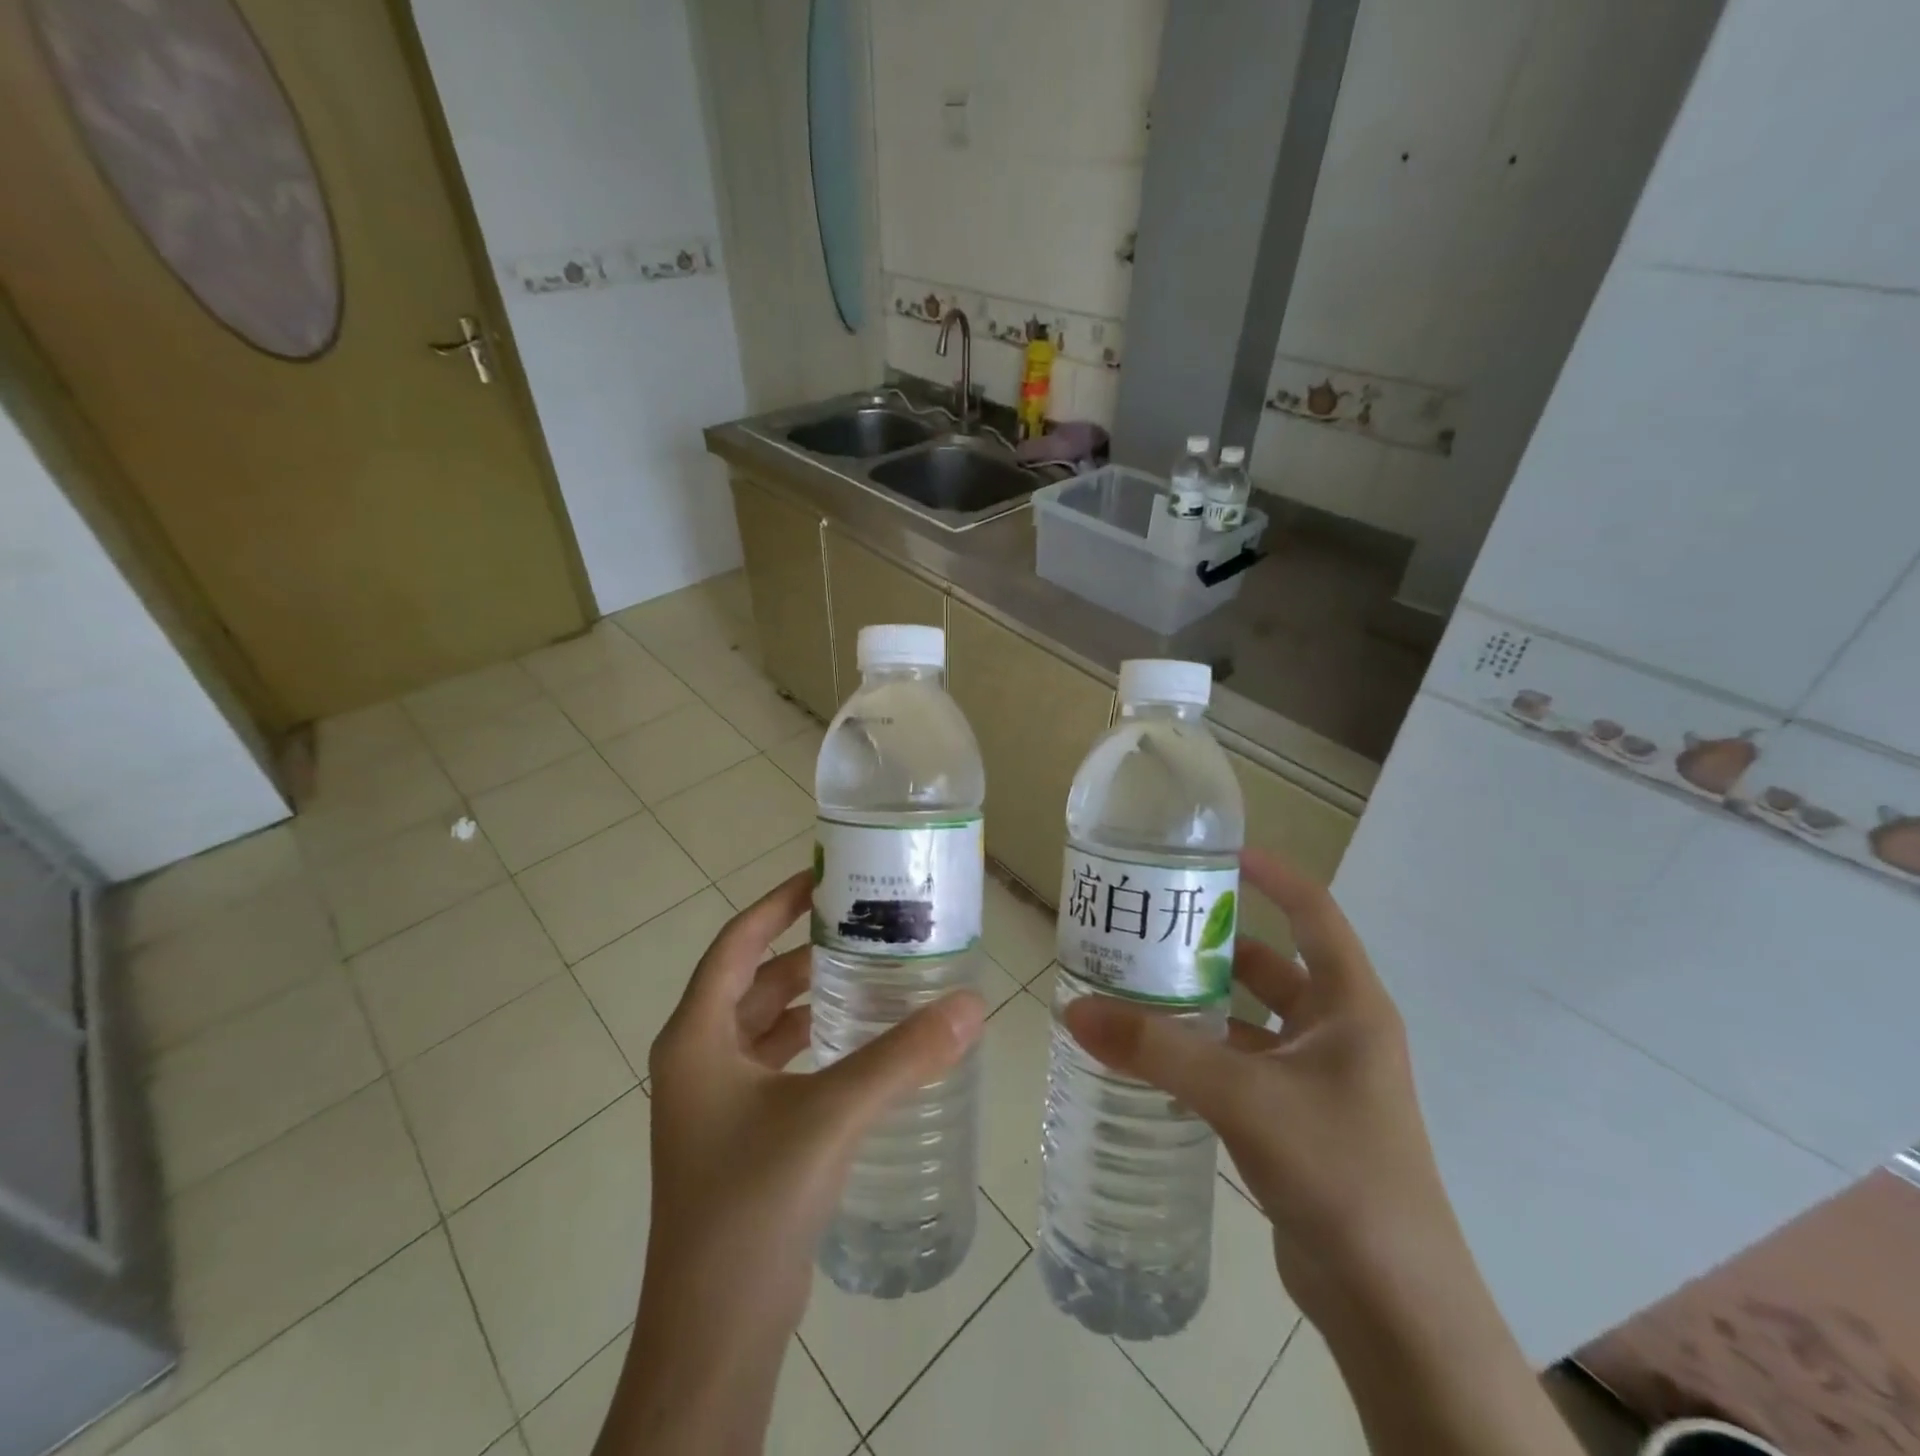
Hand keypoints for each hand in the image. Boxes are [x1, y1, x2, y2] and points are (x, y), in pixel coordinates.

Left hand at [600, 871, 984, 1454]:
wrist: (715, 1333)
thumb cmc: (753, 1204)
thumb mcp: (831, 1116)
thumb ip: (903, 1057)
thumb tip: (970, 1004)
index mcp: (696, 1036)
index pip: (737, 942)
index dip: (778, 903)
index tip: (825, 876)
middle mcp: (699, 1058)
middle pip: (755, 979)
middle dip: (806, 949)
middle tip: (866, 922)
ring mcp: (716, 1099)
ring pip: (768, 1023)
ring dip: (813, 996)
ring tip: (872, 970)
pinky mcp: (740, 1133)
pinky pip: (779, 1061)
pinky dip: (815, 1040)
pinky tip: (861, 1040)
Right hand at [1062, 847, 1455, 1323]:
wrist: (1394, 1305)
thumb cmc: (1338, 1170)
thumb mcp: (1242, 1096)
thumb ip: (1157, 1052)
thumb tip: (1075, 1009)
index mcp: (1350, 1004)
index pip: (1313, 911)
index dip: (1271, 875)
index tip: (1217, 854)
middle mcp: (1338, 1032)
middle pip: (1270, 964)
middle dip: (1214, 944)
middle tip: (1150, 928)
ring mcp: (1318, 1079)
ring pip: (1250, 1019)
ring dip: (1202, 1003)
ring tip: (1136, 986)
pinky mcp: (1297, 1120)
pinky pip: (1242, 1065)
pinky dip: (1203, 1053)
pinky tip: (1154, 1058)